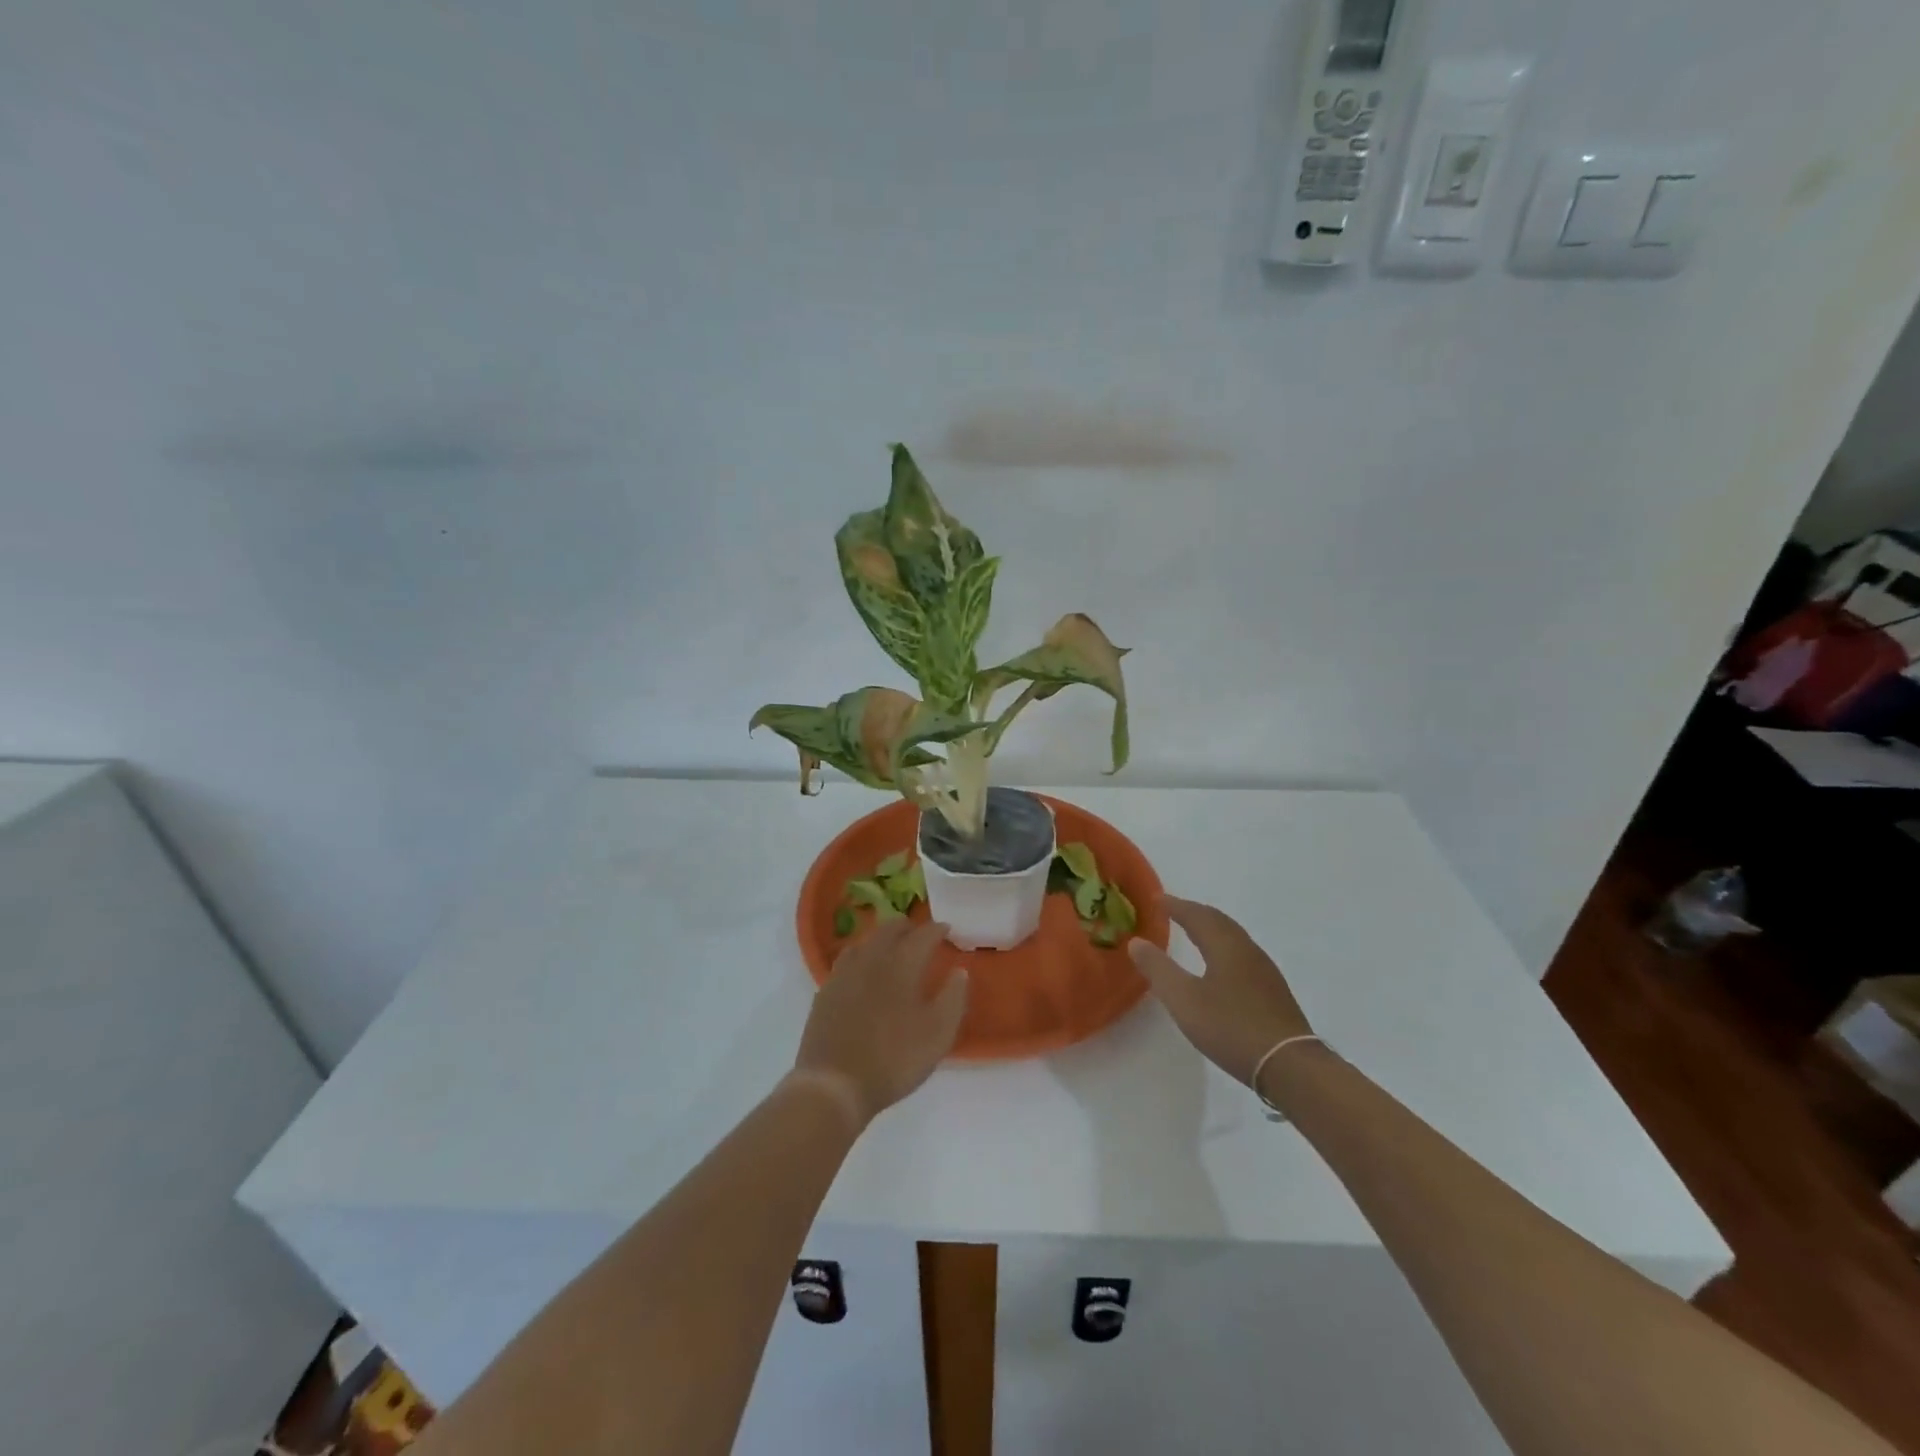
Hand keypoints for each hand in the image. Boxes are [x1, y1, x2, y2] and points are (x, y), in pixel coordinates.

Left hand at [792, 918, 968, 1129]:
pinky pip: (846, 960)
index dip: (937, 929)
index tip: (947, 929)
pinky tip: (863, 971)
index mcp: (902, 964)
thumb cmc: (894, 1059)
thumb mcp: (938, 1035)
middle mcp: (871, 959)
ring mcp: (844, 973)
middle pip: (889, 929)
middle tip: (920, 935)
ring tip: (892, 948)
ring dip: (882, 938)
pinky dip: (861, 956)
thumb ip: (953, 998)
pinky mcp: (826, 991)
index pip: (923, 935)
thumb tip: (960, 971)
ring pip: (865, 941)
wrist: (834, 1084)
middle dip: (908, 927)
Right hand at [1128, 896, 1313, 1088]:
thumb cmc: (1231, 1027)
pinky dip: (1223, 946)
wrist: (1289, 1065)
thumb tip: (1136, 941)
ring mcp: (1264, 971)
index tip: (1156, 898)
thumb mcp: (1184, 1000)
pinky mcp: (1273, 991)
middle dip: (1194, 912)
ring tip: (1194, 932)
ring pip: (1233, 937)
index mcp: (1225, 945)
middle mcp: (1247, 950)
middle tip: (1173, 910)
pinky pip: (1242, 954)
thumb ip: (1159, 969)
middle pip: (1219, 921)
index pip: (1197, 915)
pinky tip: (1220, 965)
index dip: (1175, 905)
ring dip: (1211, 928)